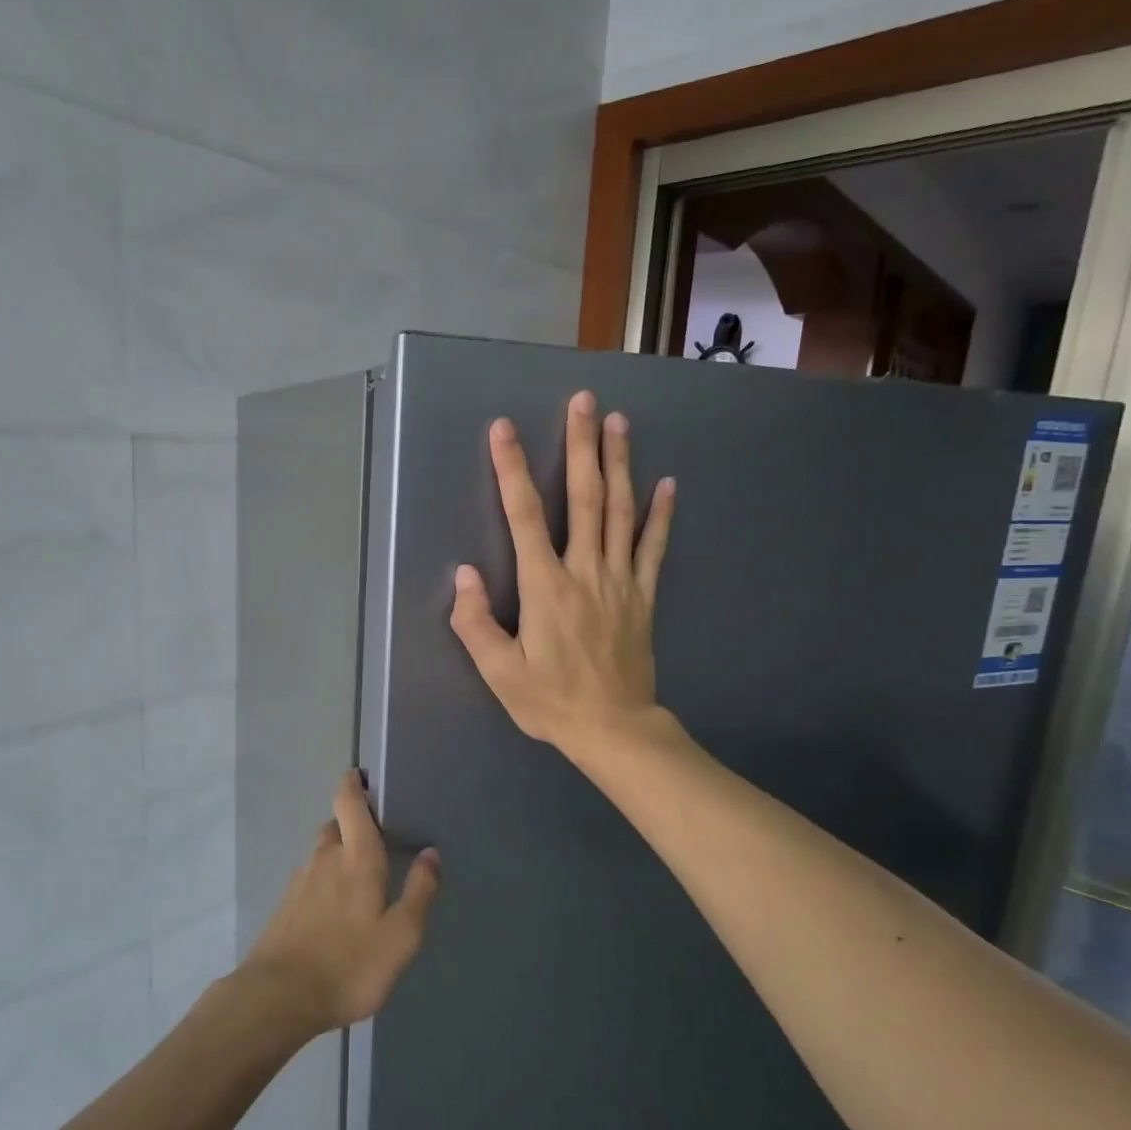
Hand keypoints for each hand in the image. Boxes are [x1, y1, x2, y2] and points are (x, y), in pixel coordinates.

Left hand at [239, 771, 441, 1036]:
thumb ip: (419, 891)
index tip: (364, 778)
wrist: (277, 999)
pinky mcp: (285, 906)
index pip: (348, 801)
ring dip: (339, 854)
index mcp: (356, 856)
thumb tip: (431, 853)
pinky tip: (336, 910)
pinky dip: (325, 881)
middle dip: (354, 824)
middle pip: (336, 824)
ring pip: (322, 853)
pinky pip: (310, 879)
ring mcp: (300, 881)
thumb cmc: (348, 964)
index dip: (353, 783)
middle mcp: (324, 858)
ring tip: (361, 878)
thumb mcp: (401, 935)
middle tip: (378, 840)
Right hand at [448, 390, 675, 758]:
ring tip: (619, 422)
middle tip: (584, 401)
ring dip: (619, 464)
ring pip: (620, 511)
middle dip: (581, 446)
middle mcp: (585, 571)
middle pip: (584, 498)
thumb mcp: (499, 673)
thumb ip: (476, 623)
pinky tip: (667, 484)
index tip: (504, 429)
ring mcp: (620, 580)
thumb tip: (463, 575)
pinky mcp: (643, 596)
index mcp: (545, 587)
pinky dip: (661, 514)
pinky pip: (654, 547)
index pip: (524, 516)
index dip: (511, 470)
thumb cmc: (550, 701)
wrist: (614, 728)